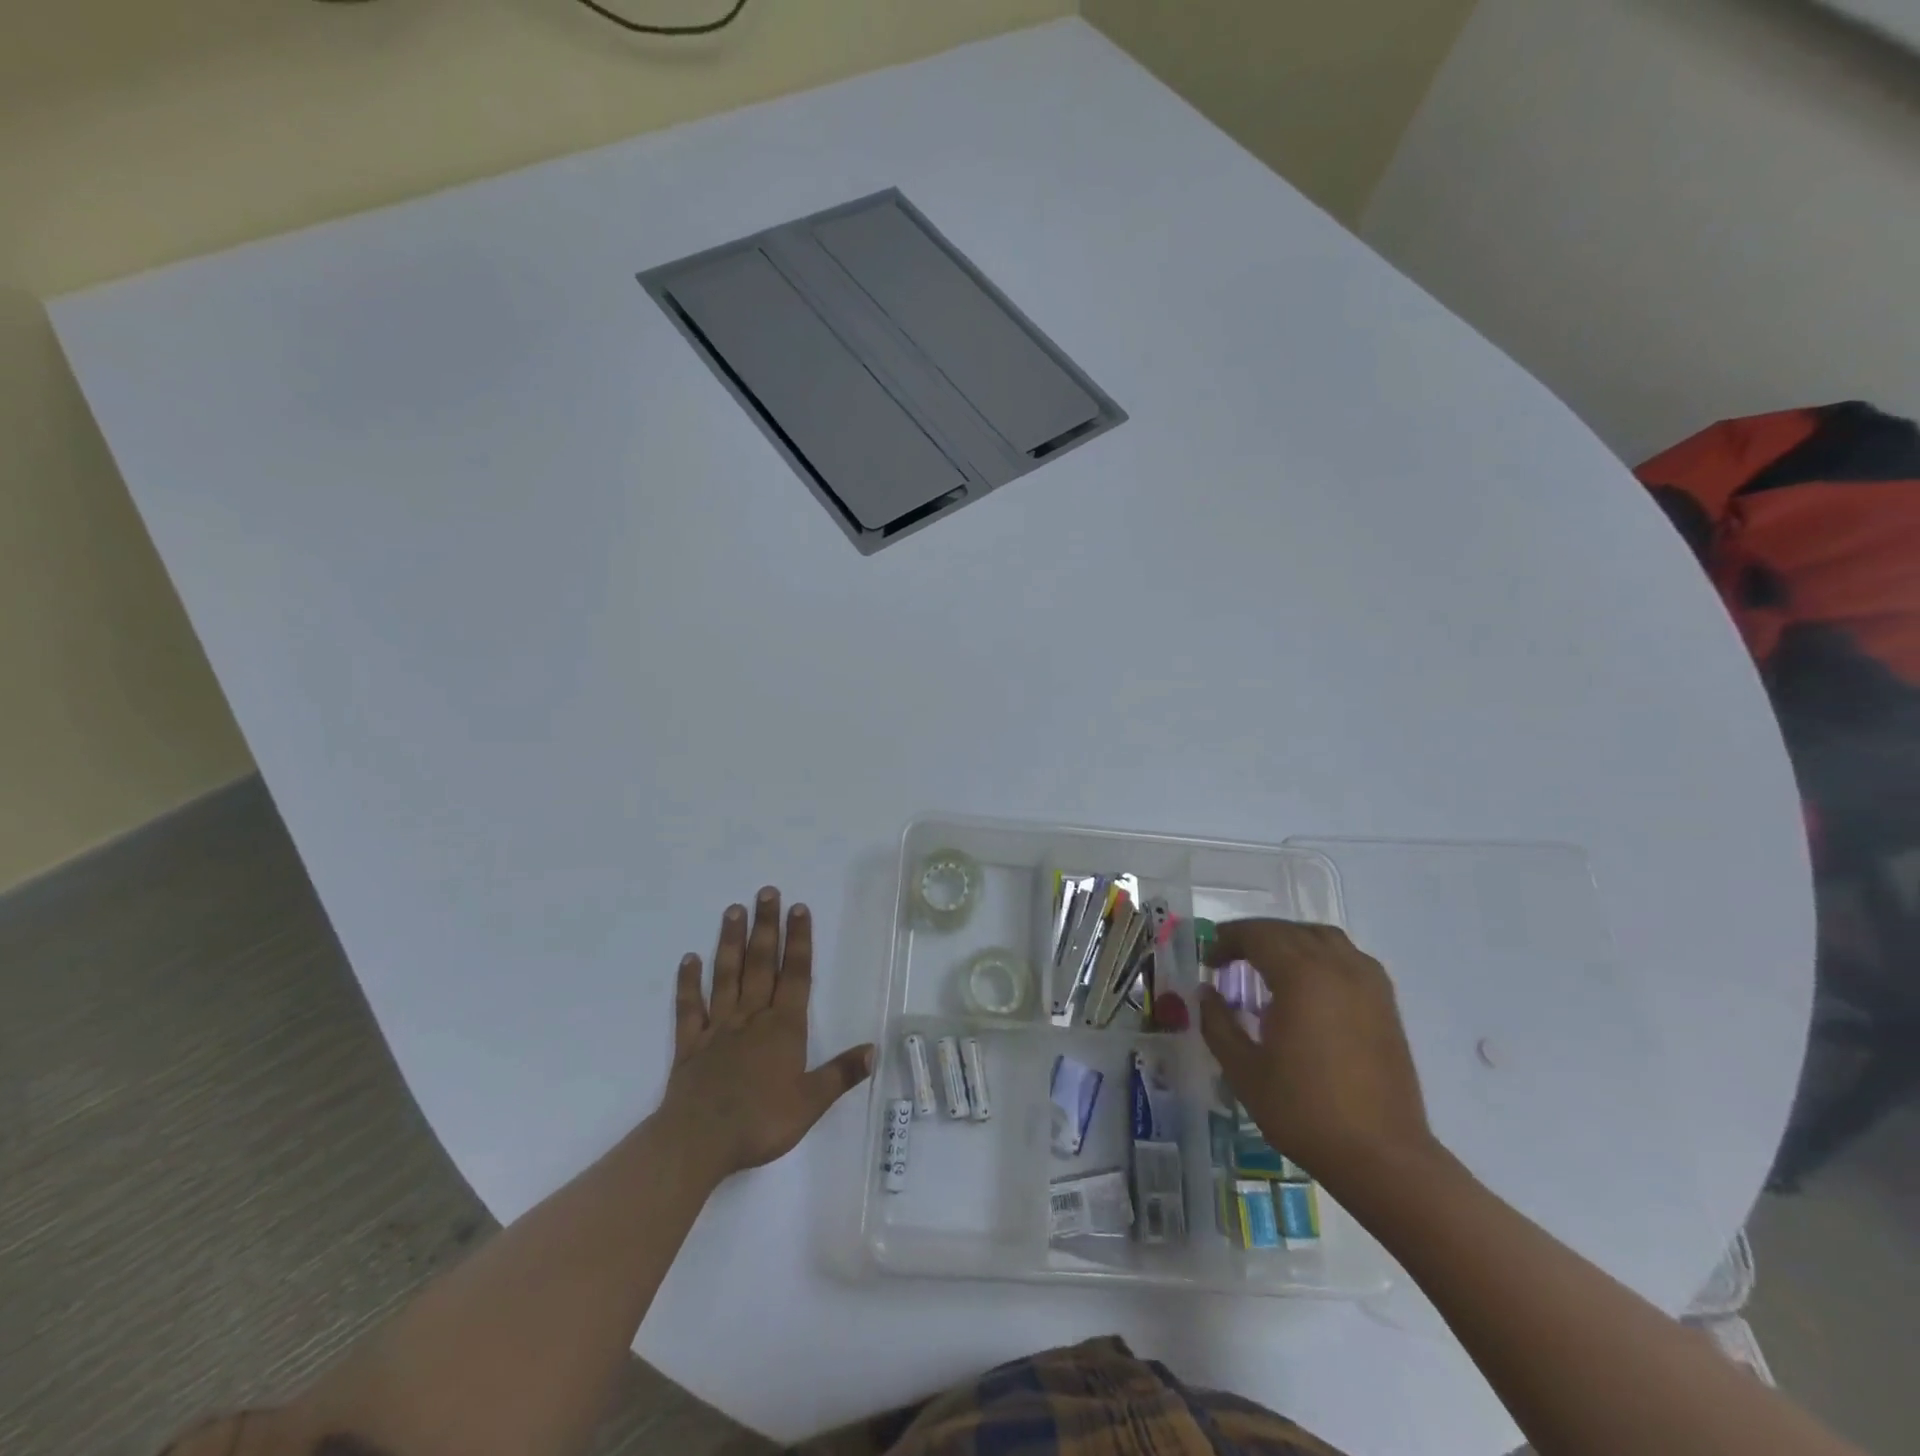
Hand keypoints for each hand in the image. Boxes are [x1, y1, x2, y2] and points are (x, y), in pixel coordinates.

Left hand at [658, 887, 873, 1179]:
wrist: (698, 1142)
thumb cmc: (760, 1121)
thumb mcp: (811, 1103)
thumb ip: (841, 1073)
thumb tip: (875, 1049)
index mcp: (783, 1028)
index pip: (796, 975)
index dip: (799, 941)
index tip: (799, 908)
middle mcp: (752, 1017)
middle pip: (761, 963)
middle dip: (767, 926)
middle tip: (767, 891)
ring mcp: (718, 1027)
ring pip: (727, 976)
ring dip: (731, 942)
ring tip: (734, 910)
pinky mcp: (690, 1044)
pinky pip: (689, 1007)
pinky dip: (688, 983)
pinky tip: (688, 959)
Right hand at [1198, 920, 1435, 1191]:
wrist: (1381, 1156)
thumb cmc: (1304, 1111)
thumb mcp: (1243, 1069)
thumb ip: (1218, 1022)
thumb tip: (1206, 992)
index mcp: (1301, 976)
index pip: (1257, 935)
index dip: (1227, 940)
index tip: (1208, 961)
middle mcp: (1337, 967)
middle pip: (1289, 931)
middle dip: (1254, 937)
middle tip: (1228, 960)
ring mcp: (1368, 983)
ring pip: (1323, 937)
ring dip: (1289, 940)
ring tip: (1267, 965)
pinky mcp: (1386, 1004)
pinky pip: (1348, 957)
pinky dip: (1321, 955)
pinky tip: (1309, 984)